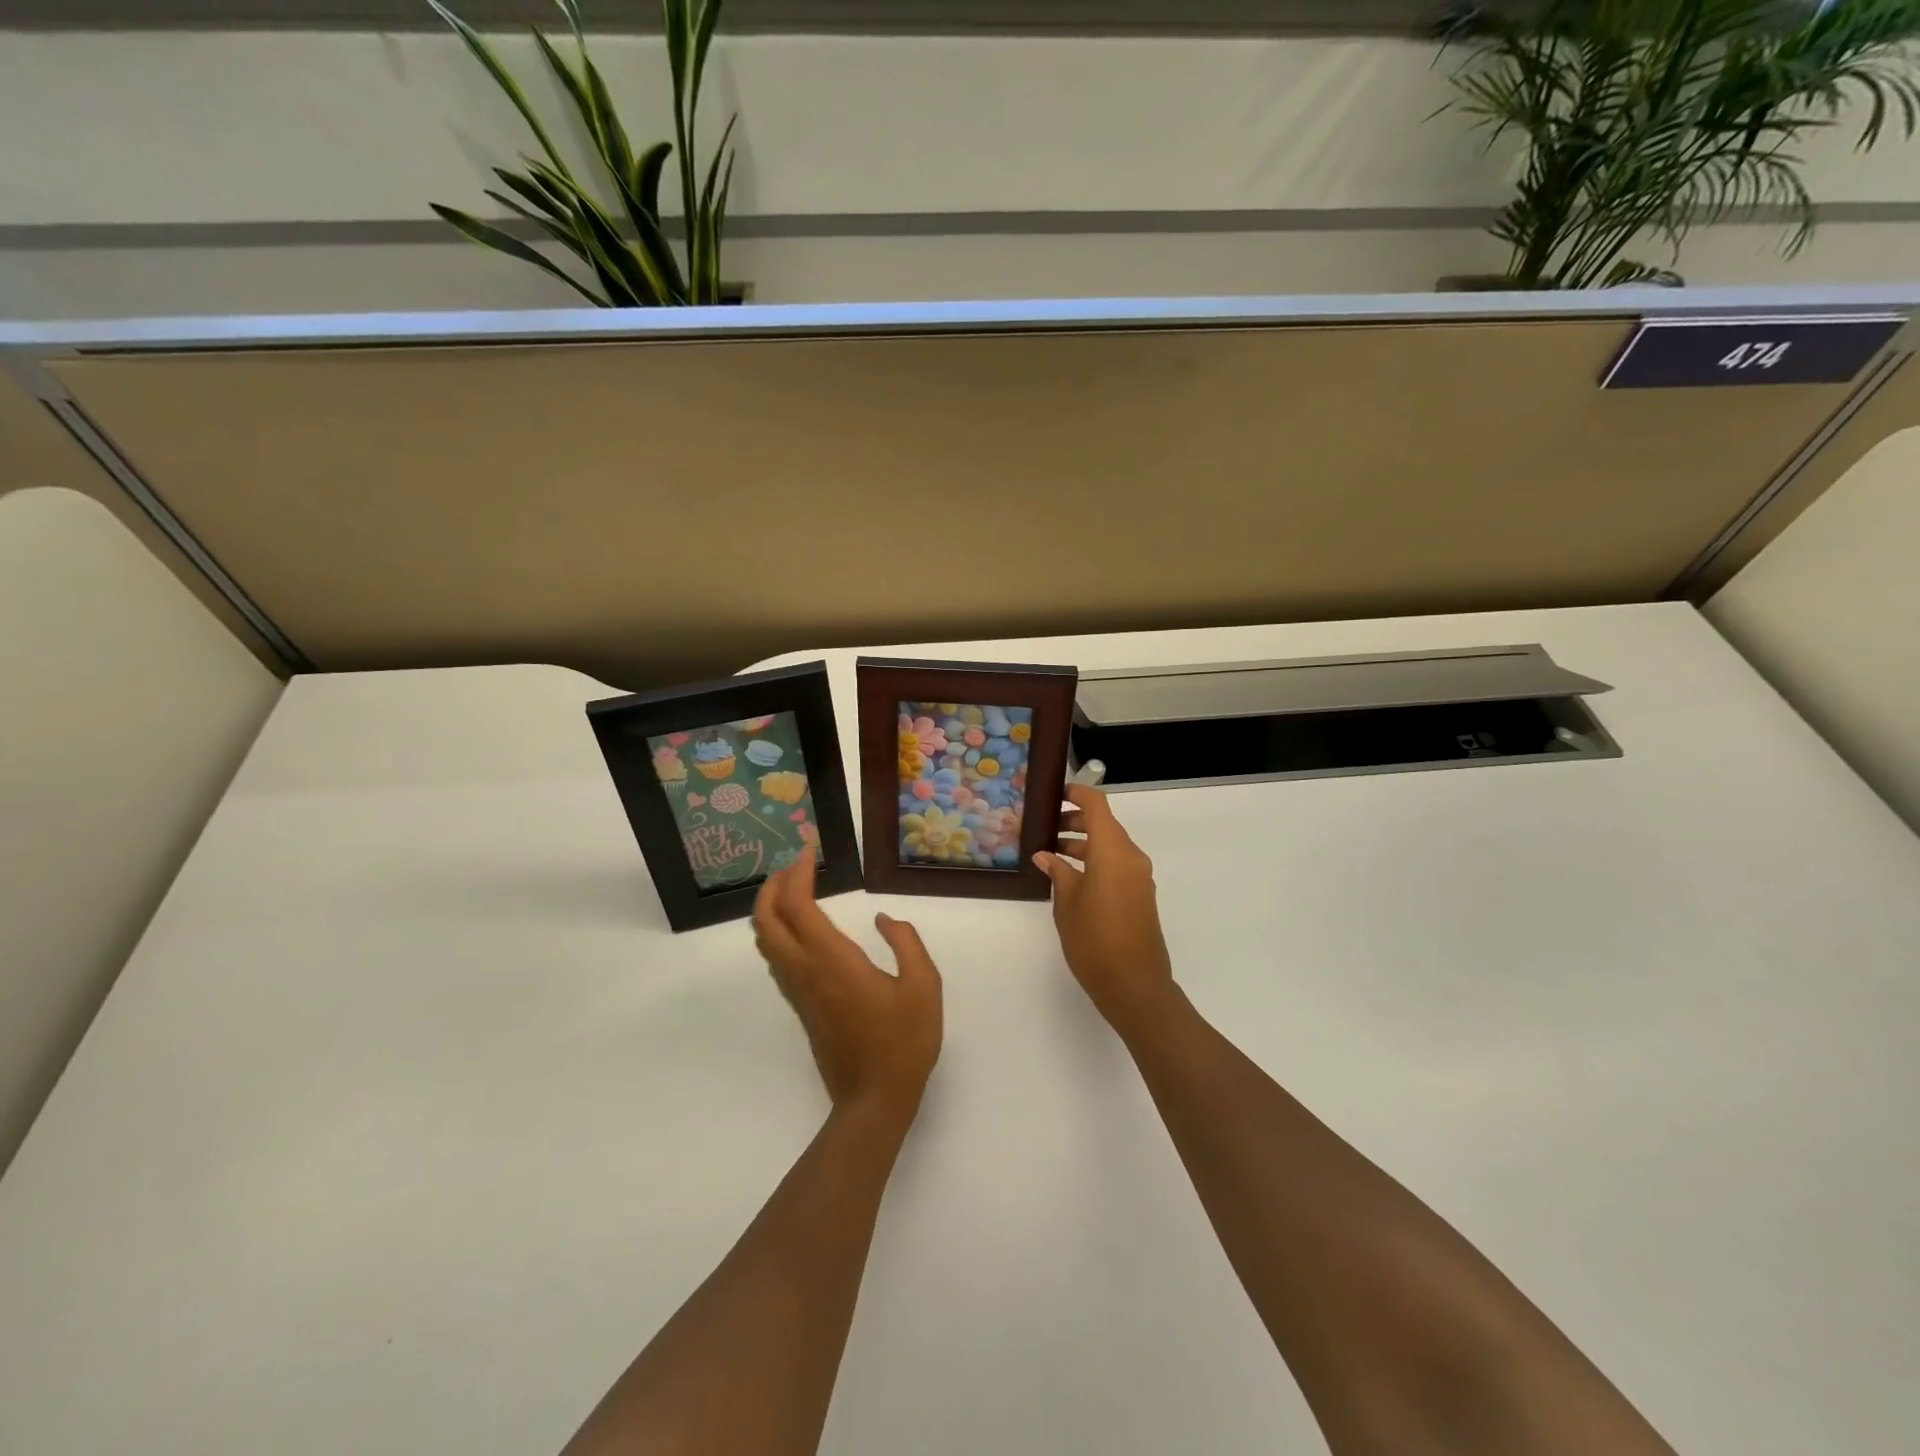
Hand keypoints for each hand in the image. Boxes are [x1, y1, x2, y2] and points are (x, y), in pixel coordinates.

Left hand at [753, 850, 942, 1123]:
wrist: (874, 1100)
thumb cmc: (904, 1042)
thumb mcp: (924, 986)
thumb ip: (906, 942)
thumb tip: (883, 920)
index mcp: (833, 961)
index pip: (798, 906)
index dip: (798, 874)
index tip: (808, 851)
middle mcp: (806, 972)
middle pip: (766, 922)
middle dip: (772, 887)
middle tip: (794, 865)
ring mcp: (799, 992)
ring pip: (766, 942)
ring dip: (771, 909)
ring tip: (794, 888)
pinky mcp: (802, 1006)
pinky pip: (777, 959)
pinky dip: (778, 931)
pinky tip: (801, 927)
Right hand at [1034, 785, 1175, 1036]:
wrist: (1134, 984)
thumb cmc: (1094, 940)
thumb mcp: (1066, 904)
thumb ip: (1058, 873)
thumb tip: (1046, 856)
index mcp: (1113, 851)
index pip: (1097, 805)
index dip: (1077, 793)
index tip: (1054, 793)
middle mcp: (1131, 856)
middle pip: (1104, 825)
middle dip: (1075, 821)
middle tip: (1044, 828)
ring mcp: (1139, 876)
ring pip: (1110, 846)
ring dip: (1084, 844)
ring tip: (1051, 853)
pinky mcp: (1140, 894)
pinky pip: (1117, 865)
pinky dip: (1095, 861)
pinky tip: (1070, 876)